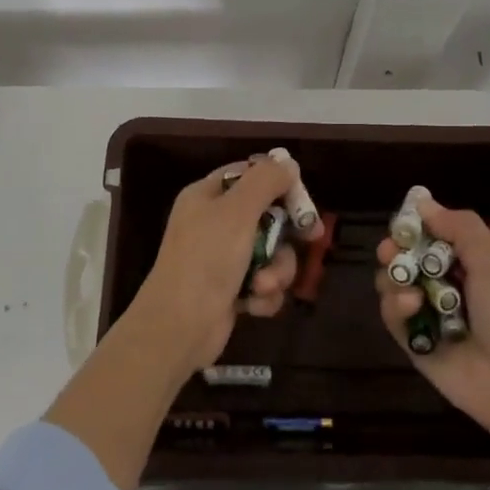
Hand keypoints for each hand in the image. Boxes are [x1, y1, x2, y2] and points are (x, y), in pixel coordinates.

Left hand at [132, 153, 314, 375]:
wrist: (179, 327)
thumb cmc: (206, 259)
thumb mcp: (237, 211)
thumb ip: (265, 181)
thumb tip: (287, 163)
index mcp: (207, 196)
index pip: (249, 174)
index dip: (278, 183)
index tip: (302, 198)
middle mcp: (214, 223)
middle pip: (267, 215)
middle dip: (284, 234)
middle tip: (310, 238)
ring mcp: (222, 259)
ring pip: (271, 253)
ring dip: (276, 270)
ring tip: (263, 285)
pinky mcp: (231, 291)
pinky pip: (264, 283)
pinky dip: (264, 294)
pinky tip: (254, 305)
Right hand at [375, 197, 489, 436]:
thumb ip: (461, 228)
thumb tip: (422, 202)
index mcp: (468, 265)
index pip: (431, 236)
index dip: (414, 227)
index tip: (403, 222)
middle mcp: (444, 286)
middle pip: (406, 258)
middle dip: (394, 250)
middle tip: (390, 250)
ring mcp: (427, 315)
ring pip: (393, 284)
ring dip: (394, 277)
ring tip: (406, 283)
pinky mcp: (414, 343)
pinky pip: (392, 317)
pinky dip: (395, 306)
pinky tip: (410, 304)